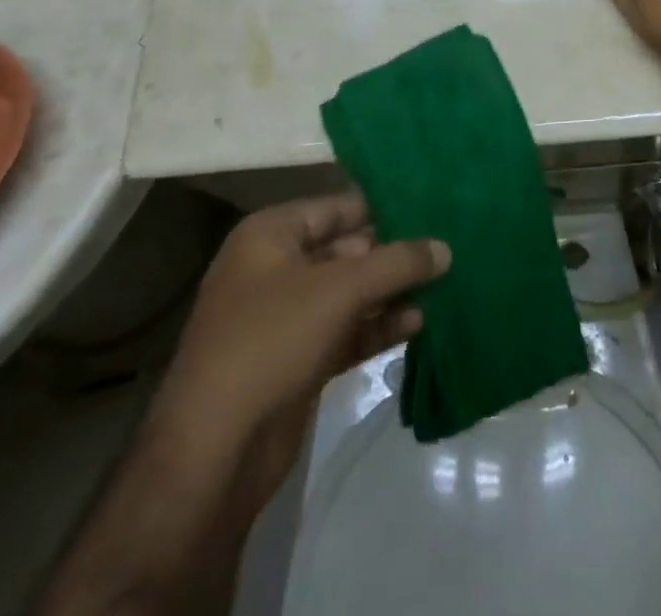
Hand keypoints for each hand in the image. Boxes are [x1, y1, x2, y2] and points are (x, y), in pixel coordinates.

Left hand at [156, 193, 448, 473]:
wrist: (213, 454)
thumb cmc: (271, 341)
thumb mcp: (340, 290)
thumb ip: (397, 263)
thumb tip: (445, 248)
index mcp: (271, 235)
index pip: (338, 207)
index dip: (384, 207)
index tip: (433, 207)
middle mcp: (276, 269)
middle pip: (348, 250)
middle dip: (394, 254)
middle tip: (447, 250)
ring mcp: (285, 318)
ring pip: (350, 293)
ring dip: (391, 293)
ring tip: (442, 288)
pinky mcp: (298, 360)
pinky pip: (346, 331)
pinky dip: (378, 327)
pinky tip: (418, 325)